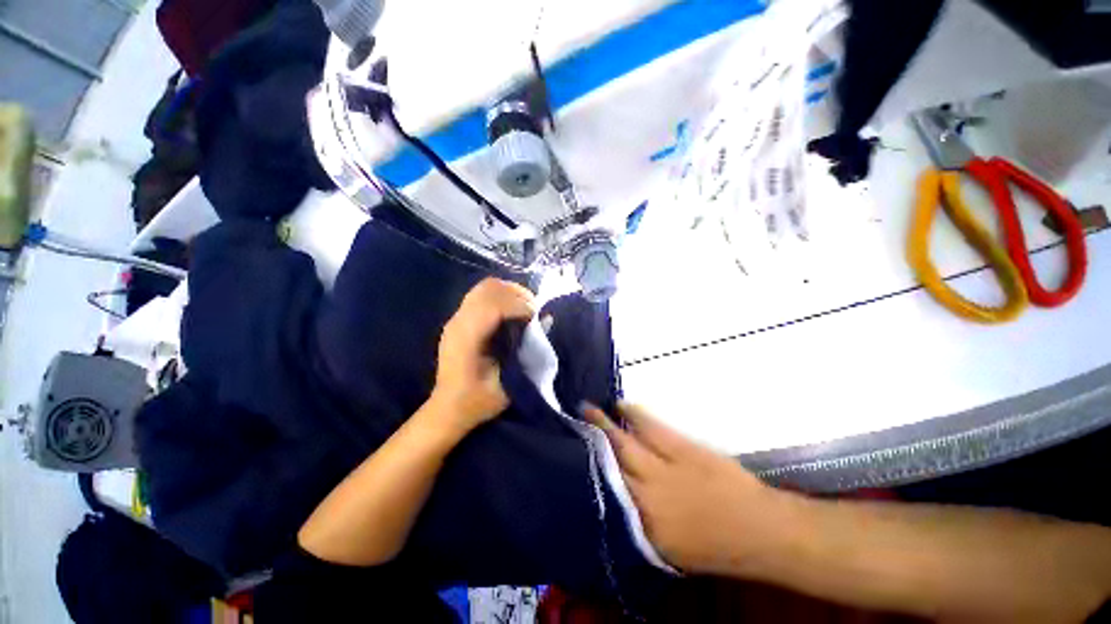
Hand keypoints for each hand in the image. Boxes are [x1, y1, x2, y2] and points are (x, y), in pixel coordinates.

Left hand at [431, 278, 535, 432]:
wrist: (448, 408)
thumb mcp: (507, 384)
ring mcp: (456, 318)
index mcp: (466, 339)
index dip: (519, 306)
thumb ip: (527, 353)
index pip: (493, 306)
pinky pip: (481, 294)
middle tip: (534, 309)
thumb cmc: (478, 400)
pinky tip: (512, 310)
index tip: (536, 317)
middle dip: (516, 294)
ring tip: (525, 306)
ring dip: (509, 291)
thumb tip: (545, 323)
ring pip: (485, 287)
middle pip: (489, 288)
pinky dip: (501, 295)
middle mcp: (458, 322)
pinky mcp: (459, 318)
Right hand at [584, 402, 788, 576]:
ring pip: (624, 443)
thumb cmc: (714, 547)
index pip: (604, 497)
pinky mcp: (681, 448)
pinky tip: (621, 405)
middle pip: (608, 464)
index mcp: (641, 527)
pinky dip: (634, 414)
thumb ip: (635, 526)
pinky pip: (650, 427)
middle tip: (571, 425)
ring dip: (604, 426)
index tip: (569, 460)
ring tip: (587, 409)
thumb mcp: (667, 550)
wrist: (758, 528)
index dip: (585, 475)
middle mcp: (645, 496)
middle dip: (587, 445)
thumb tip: (611, 502)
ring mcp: (663, 468)